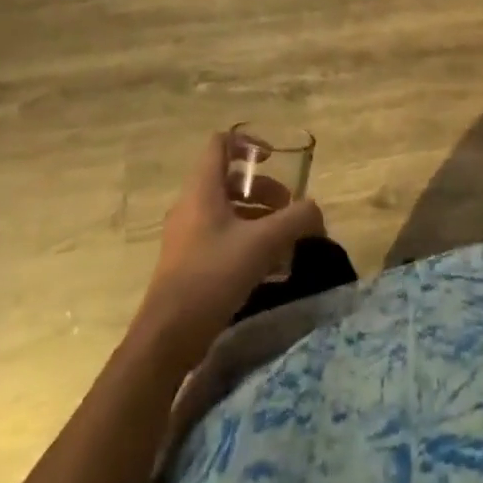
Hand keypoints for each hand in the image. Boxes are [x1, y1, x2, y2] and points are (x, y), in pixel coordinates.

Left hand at [135, 133, 323, 363]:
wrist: (167, 339)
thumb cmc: (212, 276)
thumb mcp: (263, 243)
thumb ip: (295, 220)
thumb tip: (315, 211)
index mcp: (202, 190)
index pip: (220, 144)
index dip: (248, 144)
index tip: (274, 159)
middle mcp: (191, 206)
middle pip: (230, 181)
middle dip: (264, 190)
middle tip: (288, 210)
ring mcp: (187, 237)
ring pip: (228, 212)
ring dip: (258, 218)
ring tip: (285, 241)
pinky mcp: (188, 265)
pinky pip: (221, 239)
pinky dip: (246, 243)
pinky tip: (270, 269)